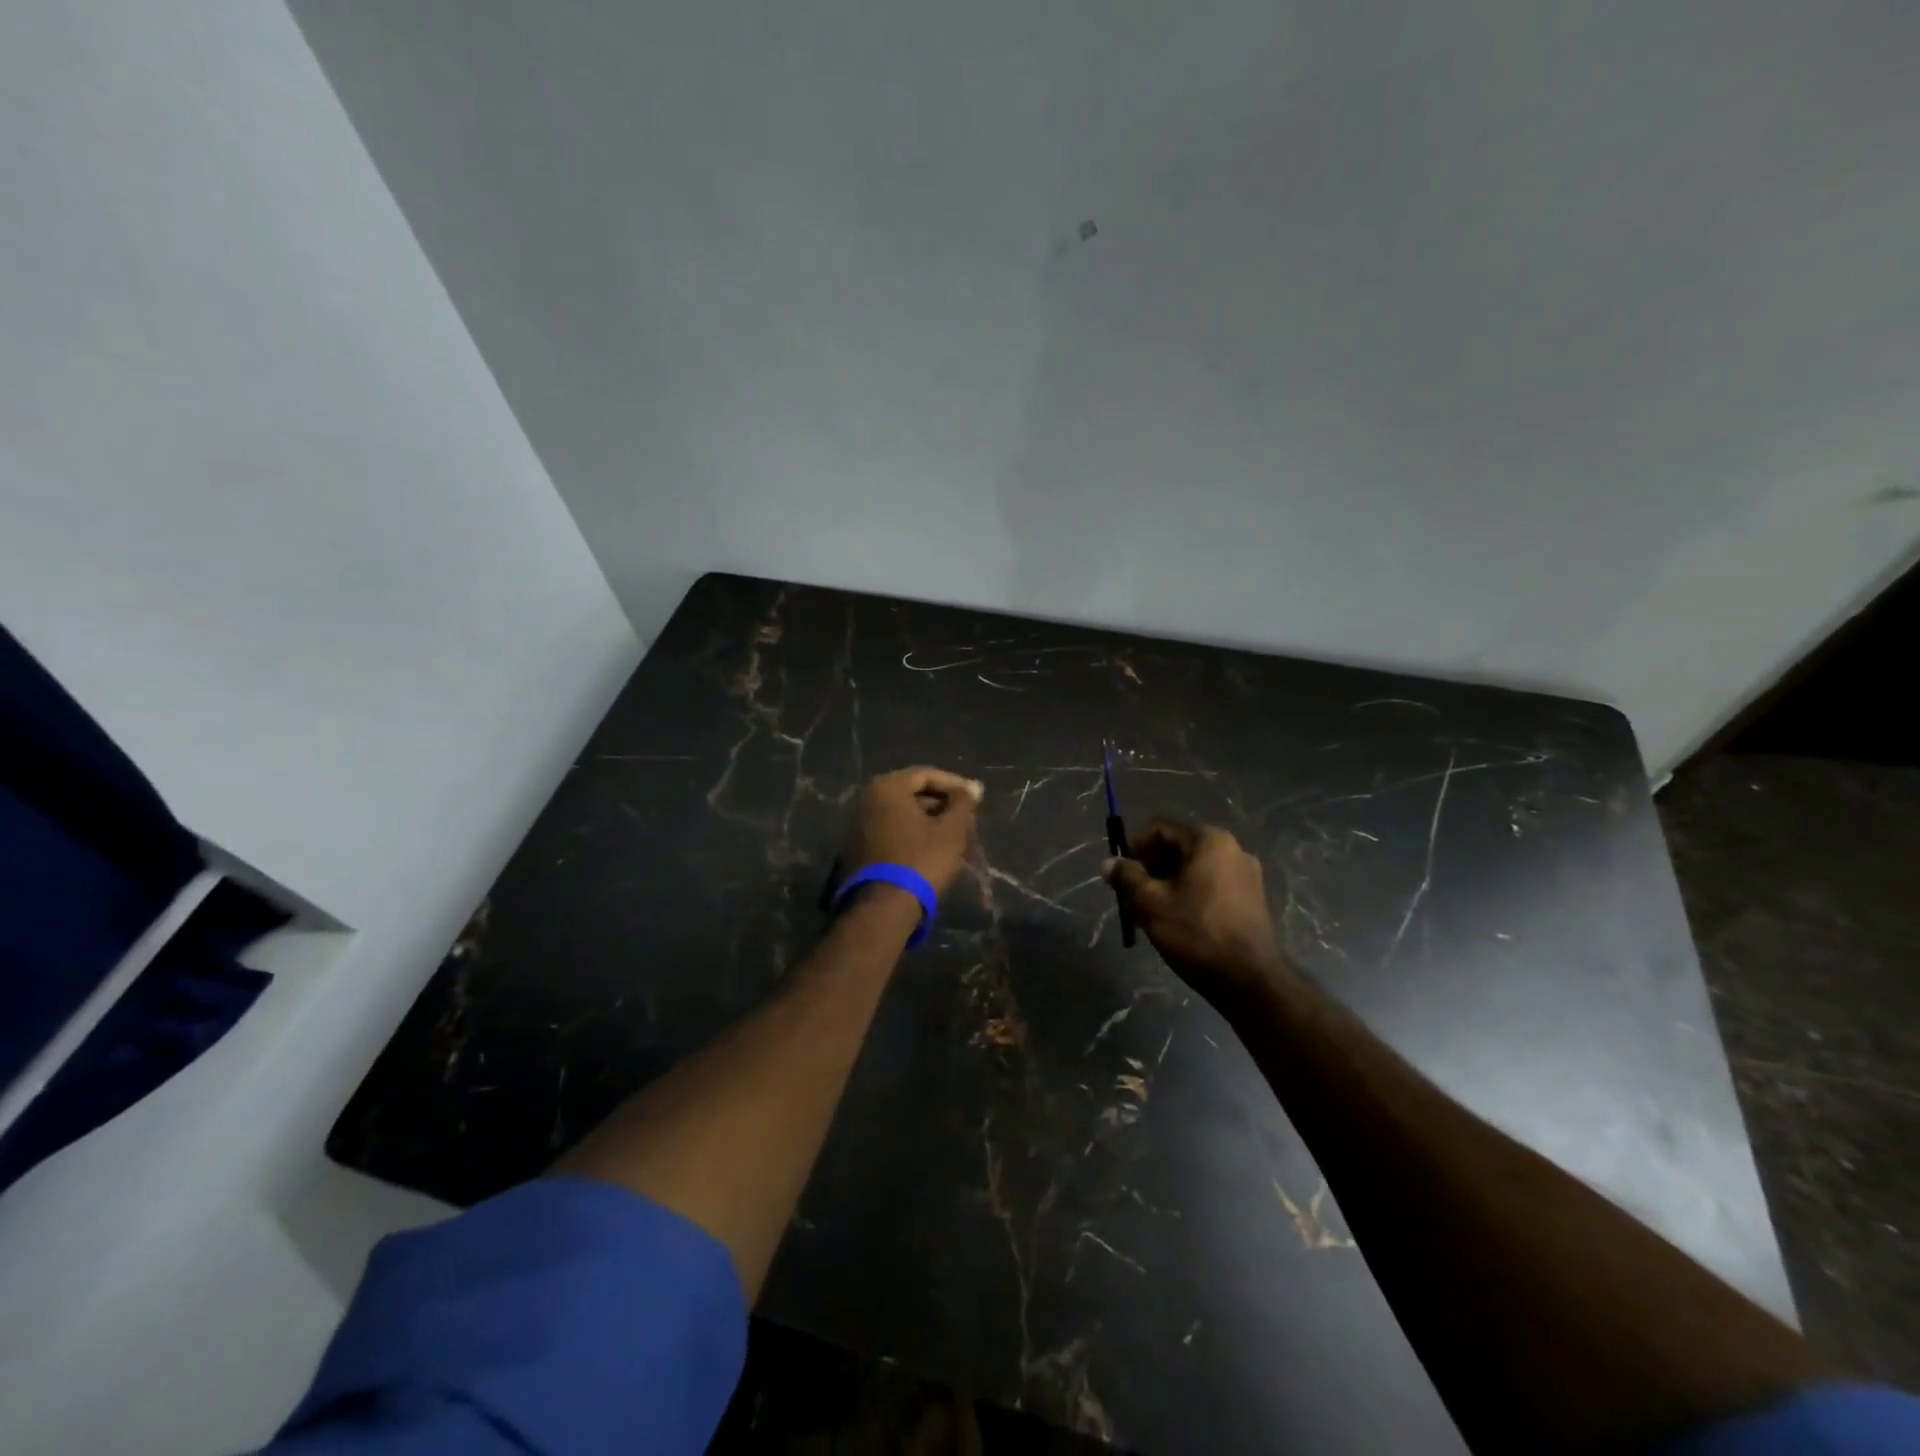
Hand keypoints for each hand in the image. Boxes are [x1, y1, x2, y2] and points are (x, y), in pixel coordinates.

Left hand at [848, 766, 983, 897]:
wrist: (883, 908)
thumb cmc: (921, 860)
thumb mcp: (951, 830)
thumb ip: (963, 803)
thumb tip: (973, 787)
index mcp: (887, 788)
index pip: (926, 774)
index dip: (955, 784)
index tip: (975, 798)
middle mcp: (868, 800)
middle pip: (912, 794)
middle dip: (943, 804)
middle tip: (967, 818)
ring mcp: (860, 826)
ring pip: (903, 815)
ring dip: (930, 821)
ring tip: (955, 836)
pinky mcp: (859, 849)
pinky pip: (893, 832)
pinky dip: (914, 835)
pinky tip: (934, 850)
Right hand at [1103, 819, 1294, 1006]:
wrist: (1249, 980)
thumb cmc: (1196, 932)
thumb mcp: (1151, 903)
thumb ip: (1127, 877)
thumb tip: (1108, 863)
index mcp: (1209, 841)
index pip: (1160, 829)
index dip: (1133, 847)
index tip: (1119, 873)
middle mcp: (1232, 849)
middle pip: (1177, 848)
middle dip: (1149, 869)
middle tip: (1130, 895)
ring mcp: (1246, 875)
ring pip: (1192, 870)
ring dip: (1166, 884)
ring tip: (1147, 912)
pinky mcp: (1251, 899)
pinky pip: (1209, 885)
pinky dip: (1187, 894)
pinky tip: (1173, 920)